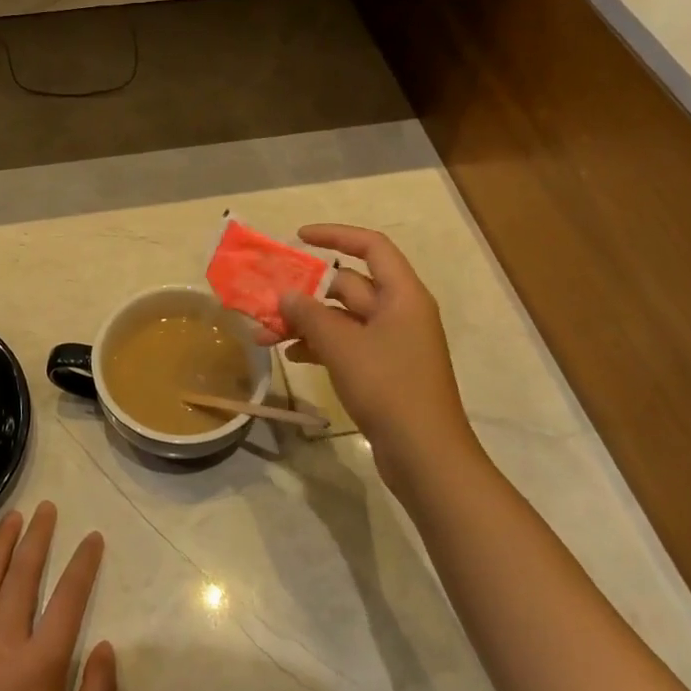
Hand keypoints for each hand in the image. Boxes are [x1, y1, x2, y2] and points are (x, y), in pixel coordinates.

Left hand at [0, 502, 117, 690]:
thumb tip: (108, 646)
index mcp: (40, 666)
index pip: (69, 598)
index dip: (84, 564)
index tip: (93, 537)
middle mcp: (2, 646)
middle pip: (23, 577)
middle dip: (39, 537)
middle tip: (48, 507)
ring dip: (0, 547)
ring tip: (13, 518)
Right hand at [258, 224, 482, 496]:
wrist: (425, 455)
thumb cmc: (389, 388)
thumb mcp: (343, 346)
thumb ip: (310, 315)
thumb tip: (286, 294)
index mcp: (402, 295)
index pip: (370, 246)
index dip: (335, 235)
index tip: (298, 237)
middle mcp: (399, 311)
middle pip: (349, 284)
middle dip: (306, 291)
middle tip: (266, 298)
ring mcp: (392, 342)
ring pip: (341, 318)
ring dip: (305, 322)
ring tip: (265, 335)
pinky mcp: (383, 370)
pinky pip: (345, 344)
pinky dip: (318, 345)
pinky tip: (290, 355)